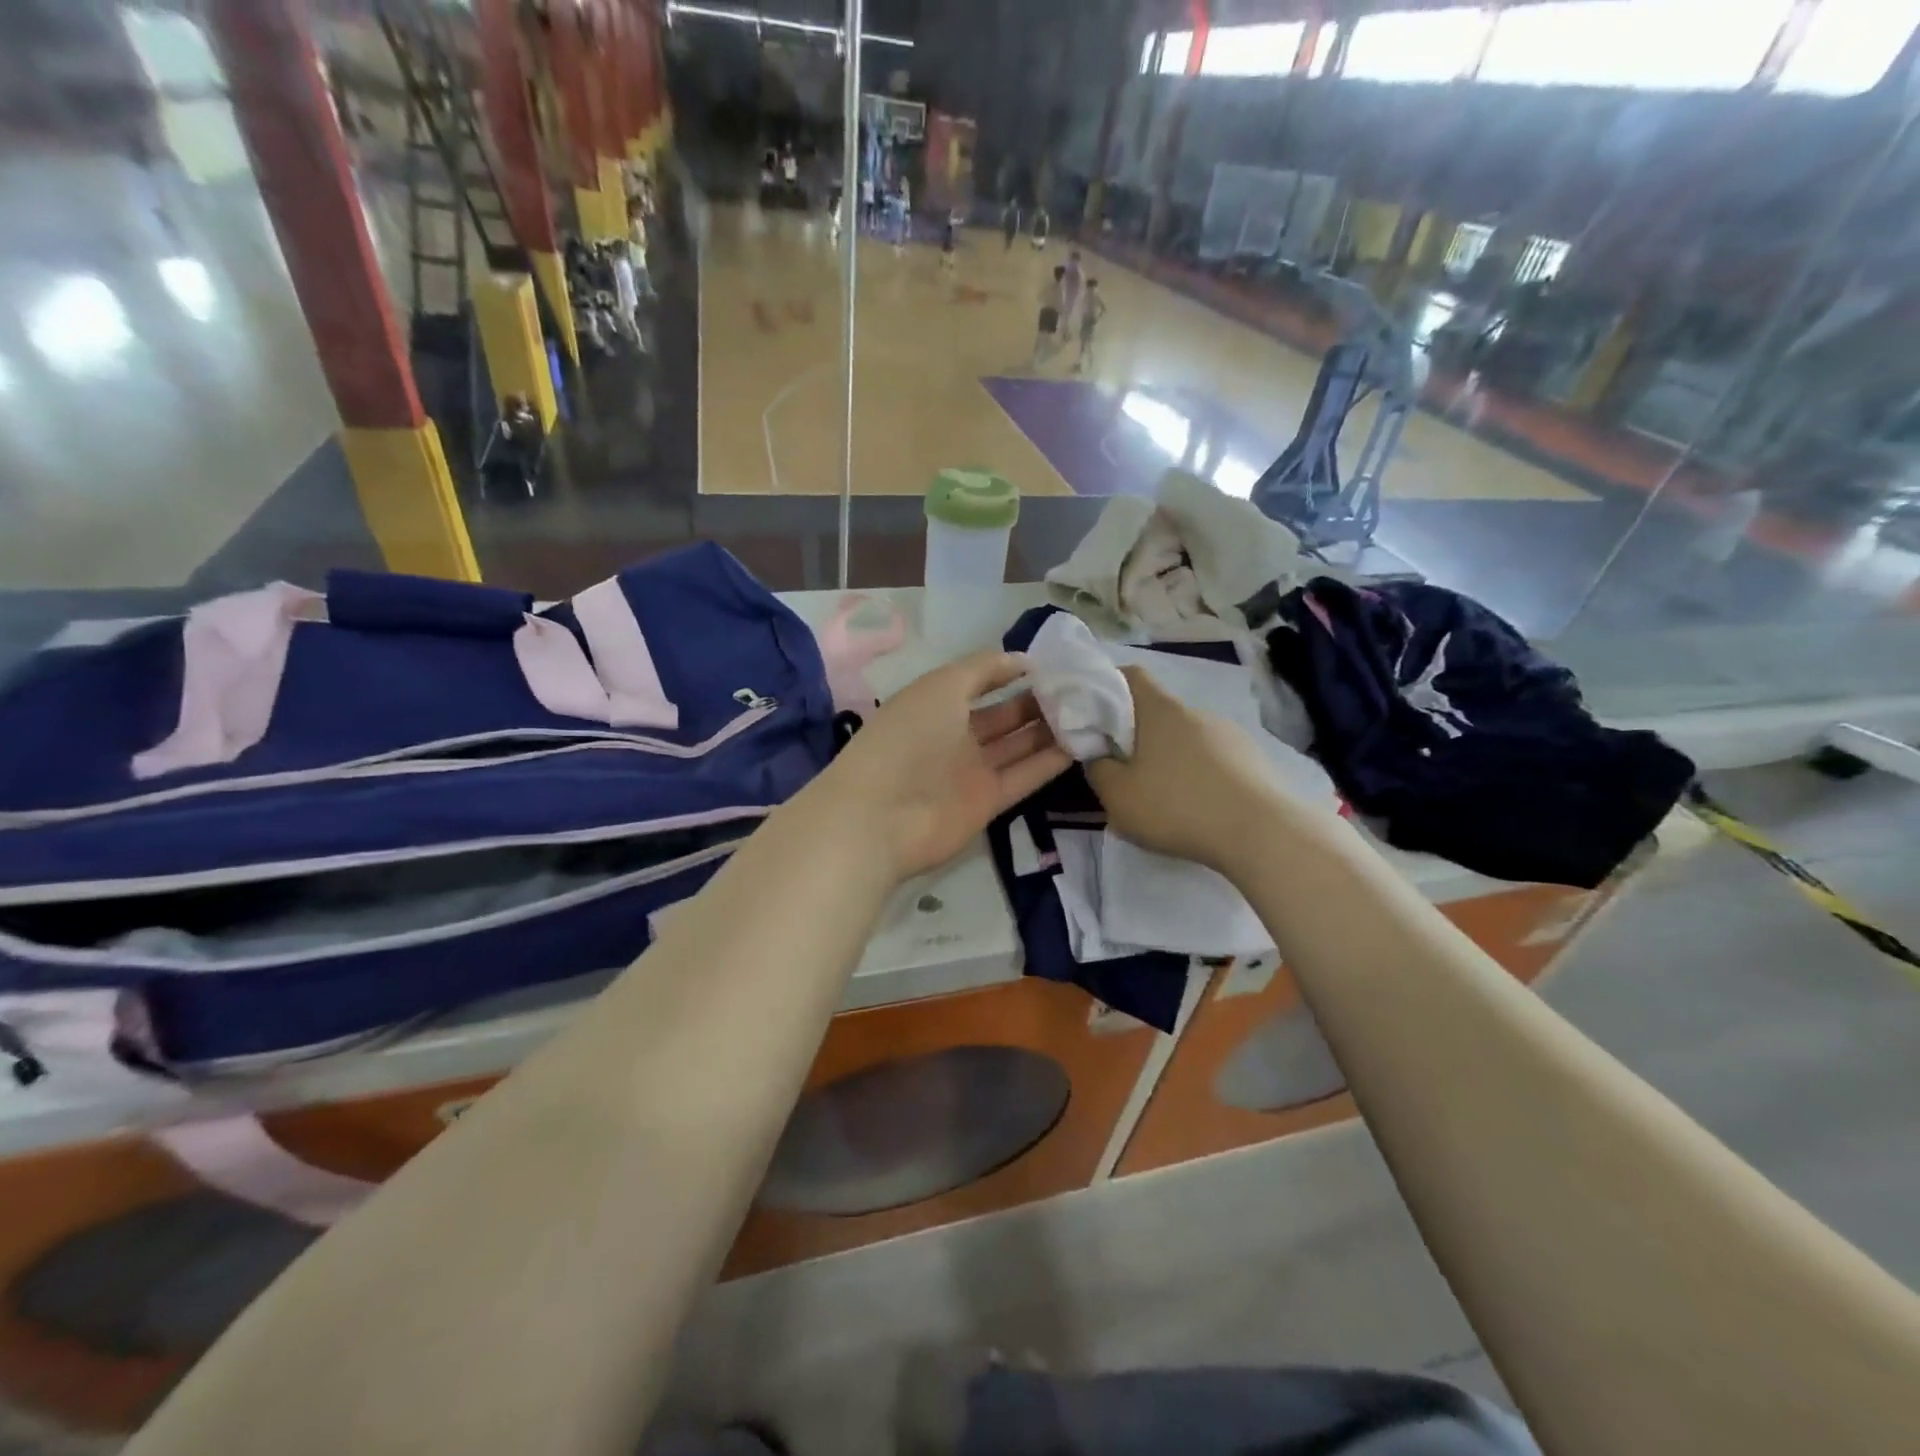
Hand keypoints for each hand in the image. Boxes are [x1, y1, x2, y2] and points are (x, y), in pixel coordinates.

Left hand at [817, 650, 1073, 880]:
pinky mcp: (987, 802)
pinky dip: (1050, 762)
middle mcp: (954, 736)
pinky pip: (1024, 776)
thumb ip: (983, 668)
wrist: (881, 815)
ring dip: (1049, 730)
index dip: (1011, 673)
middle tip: (1080, 689)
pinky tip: (1082, 744)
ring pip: (1017, 746)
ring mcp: (970, 771)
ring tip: (1089, 712)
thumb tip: (1023, 660)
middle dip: (1037, 702)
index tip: (1053, 664)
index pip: (979, 684)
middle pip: (1003, 717)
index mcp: (935, 704)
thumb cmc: (908, 737)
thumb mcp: (941, 685)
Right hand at [1086, 667, 1294, 873]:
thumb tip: (1099, 756)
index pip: (1131, 675)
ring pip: (1188, 738)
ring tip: (1165, 799)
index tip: (1095, 714)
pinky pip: (1214, 760)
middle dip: (1139, 736)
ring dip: (1171, 759)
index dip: (1109, 686)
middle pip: (1159, 712)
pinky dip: (1200, 776)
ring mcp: (1231, 734)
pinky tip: (1199, 809)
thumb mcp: (1117, 796)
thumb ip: (1098, 770)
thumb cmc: (1178, 806)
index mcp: (1161, 709)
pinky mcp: (1254, 760)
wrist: (1262, 834)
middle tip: (1125, 771)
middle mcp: (1197, 712)